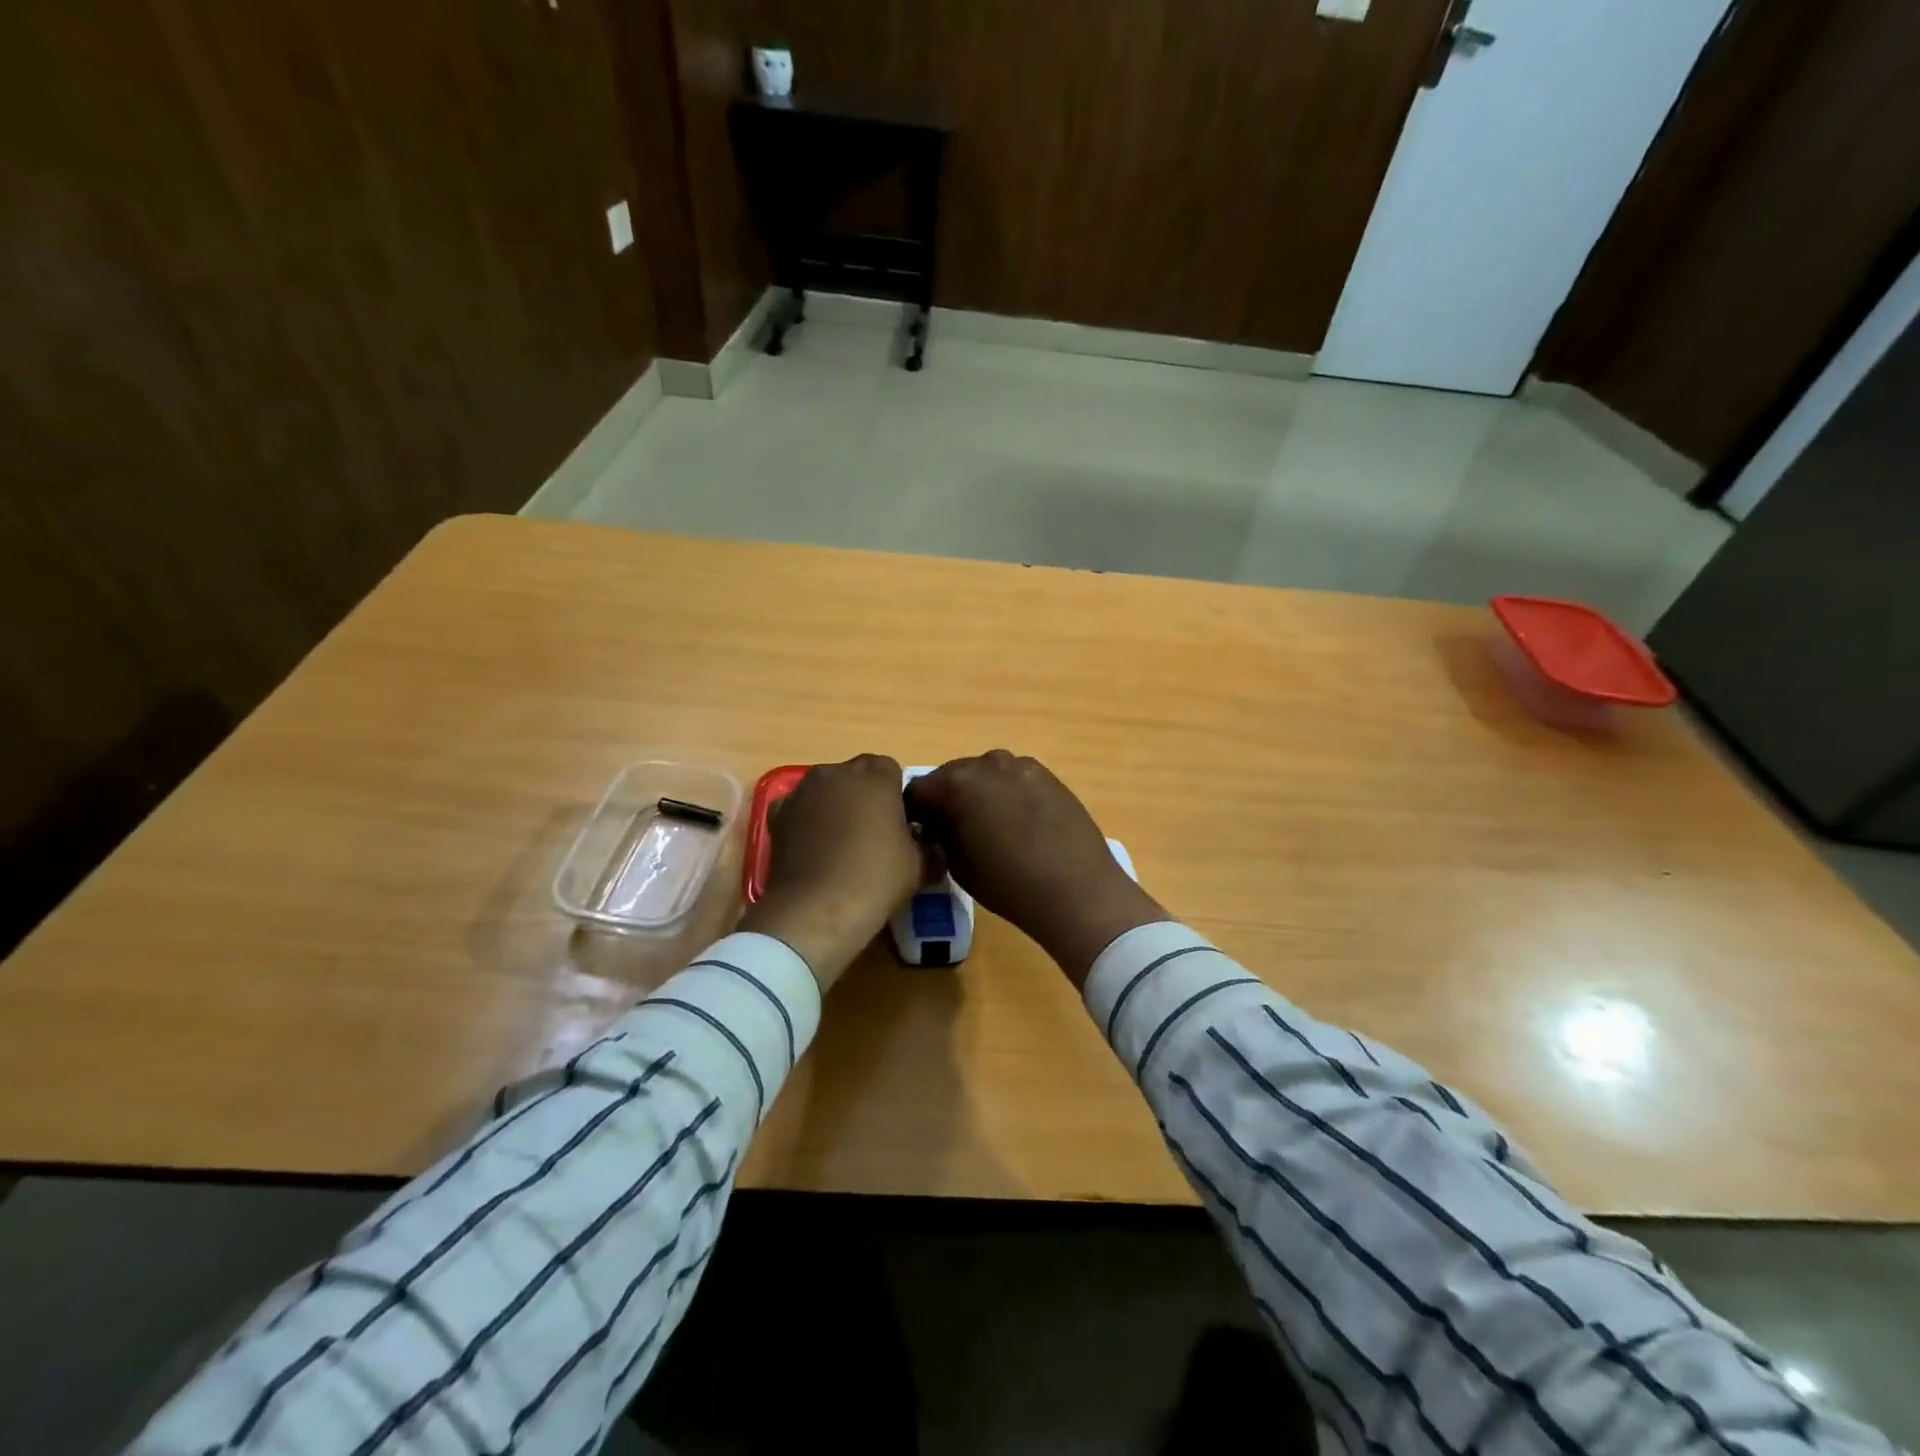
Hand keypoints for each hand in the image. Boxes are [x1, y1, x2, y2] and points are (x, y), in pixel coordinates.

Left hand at [738, 754, 924, 992]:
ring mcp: (802, 791)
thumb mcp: (921, 865)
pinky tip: (813, 850)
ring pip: (825, 791)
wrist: (817, 909)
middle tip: (872, 835)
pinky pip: (799, 810)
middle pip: (856, 777)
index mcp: (876, 775)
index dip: (896, 797)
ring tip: (840, 844)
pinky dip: (806, 822)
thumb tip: (928, 845)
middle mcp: (836, 772)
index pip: (892, 771)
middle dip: (864, 797)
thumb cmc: (877, 878)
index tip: (900, 825)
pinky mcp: (777, 814)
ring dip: (834, 807)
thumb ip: (928, 844)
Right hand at [906, 751, 1168, 987]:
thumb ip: (941, 834)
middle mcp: (987, 764)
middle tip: (952, 829)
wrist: (1076, 890)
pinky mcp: (1049, 776)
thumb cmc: (1007, 883)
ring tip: (989, 825)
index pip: (918, 789)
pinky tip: (1019, 822)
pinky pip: (1015, 779)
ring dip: (979, 792)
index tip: (919, 832)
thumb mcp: (957, 865)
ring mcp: (1022, 766)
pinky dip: (1008, 793)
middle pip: (953, 775)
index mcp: (956, 783)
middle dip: (947, 798)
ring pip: (987, 773)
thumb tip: (937, 824)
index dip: (915, 812)